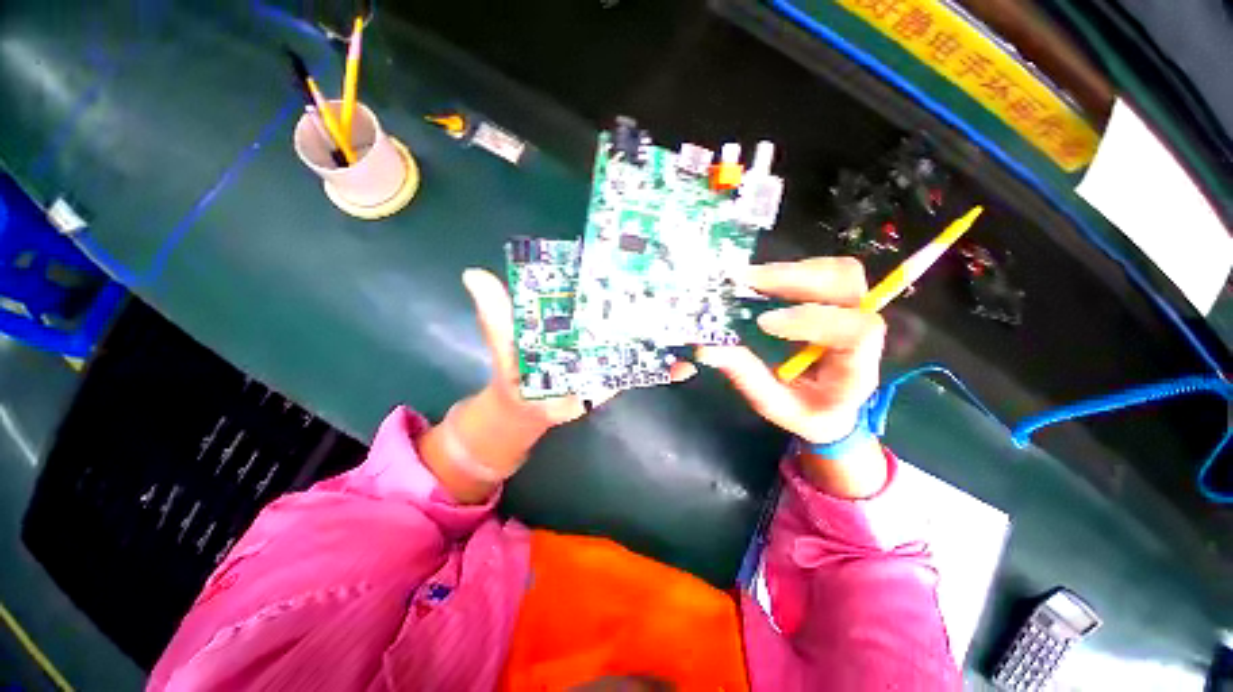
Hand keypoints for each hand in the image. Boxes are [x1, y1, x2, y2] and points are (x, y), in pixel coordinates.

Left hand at [461, 268, 696, 426]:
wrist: (528, 408)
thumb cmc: (515, 369)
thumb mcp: (505, 339)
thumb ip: (495, 314)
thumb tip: (473, 273)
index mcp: (573, 309)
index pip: (598, 281)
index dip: (617, 266)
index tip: (645, 250)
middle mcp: (597, 324)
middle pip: (628, 306)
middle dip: (655, 295)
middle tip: (686, 283)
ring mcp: (610, 349)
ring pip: (641, 335)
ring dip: (666, 331)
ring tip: (695, 323)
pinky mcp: (617, 372)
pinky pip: (642, 368)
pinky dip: (663, 369)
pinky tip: (686, 368)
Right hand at [696, 257, 885, 444]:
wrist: (831, 409)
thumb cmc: (806, 412)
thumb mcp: (775, 405)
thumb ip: (747, 377)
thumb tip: (707, 349)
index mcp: (857, 367)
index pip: (856, 331)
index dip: (811, 320)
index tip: (764, 323)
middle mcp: (862, 332)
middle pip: (848, 285)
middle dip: (794, 278)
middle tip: (746, 282)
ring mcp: (851, 311)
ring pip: (838, 271)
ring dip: (790, 270)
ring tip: (748, 279)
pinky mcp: (835, 301)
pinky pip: (822, 272)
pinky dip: (789, 271)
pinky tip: (760, 282)